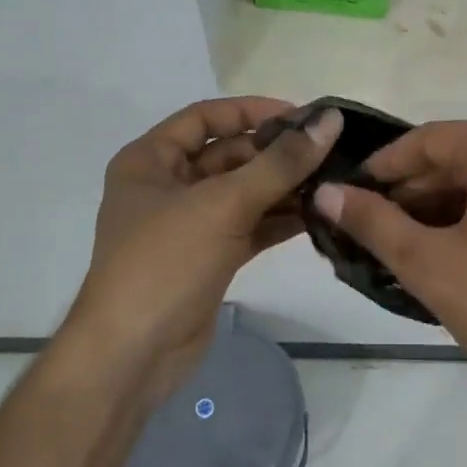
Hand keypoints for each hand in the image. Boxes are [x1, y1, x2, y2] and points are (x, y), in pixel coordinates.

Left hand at [68, 98, 340, 405]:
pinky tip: (318, 217)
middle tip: (330, 153)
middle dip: (276, 155)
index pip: (206, 117)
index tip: (303, 116)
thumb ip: (280, 163)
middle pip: (229, 156)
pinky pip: (249, 227)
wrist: (133, 355)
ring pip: (243, 194)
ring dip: (284, 189)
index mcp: (150, 160)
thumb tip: (329, 121)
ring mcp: (188, 226)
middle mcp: (166, 186)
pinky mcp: (208, 258)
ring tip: (333, 183)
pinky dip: (278, 221)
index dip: (252, 111)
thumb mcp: (223, 204)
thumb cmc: (165, 263)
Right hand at [315, 121, 466, 428]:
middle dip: (412, 192)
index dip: (382, 166)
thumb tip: (327, 192)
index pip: (428, 139)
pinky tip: (455, 257)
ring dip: (444, 210)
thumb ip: (373, 222)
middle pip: (460, 158)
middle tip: (371, 228)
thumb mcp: (429, 264)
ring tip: (405, 248)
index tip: (348, 194)